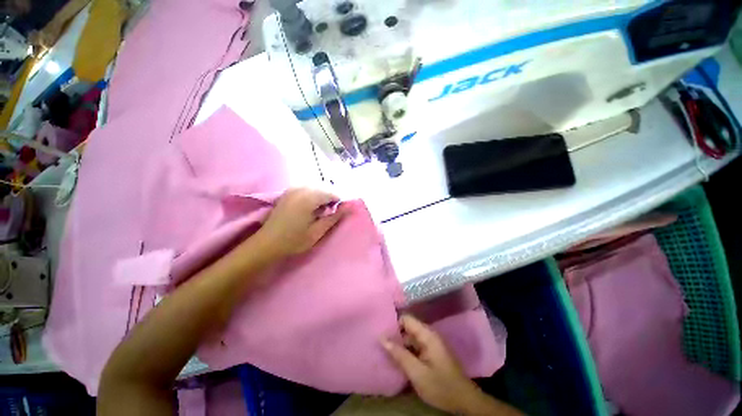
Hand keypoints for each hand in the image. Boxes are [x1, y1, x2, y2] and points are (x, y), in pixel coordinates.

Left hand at [255, 188, 347, 259]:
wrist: (267, 243)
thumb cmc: (294, 240)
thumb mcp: (318, 231)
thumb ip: (335, 217)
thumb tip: (349, 206)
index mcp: (309, 198)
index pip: (332, 193)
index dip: (338, 203)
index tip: (337, 214)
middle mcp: (301, 188)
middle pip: (324, 188)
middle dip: (330, 199)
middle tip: (328, 214)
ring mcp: (293, 188)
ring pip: (316, 187)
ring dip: (321, 197)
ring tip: (319, 212)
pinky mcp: (288, 192)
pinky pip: (307, 188)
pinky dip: (313, 195)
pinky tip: (310, 208)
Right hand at [382, 315, 485, 413]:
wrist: (464, 401)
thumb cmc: (440, 386)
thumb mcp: (417, 372)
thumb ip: (399, 354)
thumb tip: (382, 338)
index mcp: (427, 335)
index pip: (406, 319)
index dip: (394, 324)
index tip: (381, 332)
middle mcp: (429, 335)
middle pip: (408, 328)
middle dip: (395, 336)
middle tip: (380, 345)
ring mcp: (431, 344)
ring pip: (411, 338)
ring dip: (400, 345)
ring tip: (385, 352)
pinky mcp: (431, 353)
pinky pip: (415, 347)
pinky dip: (407, 352)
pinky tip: (398, 360)